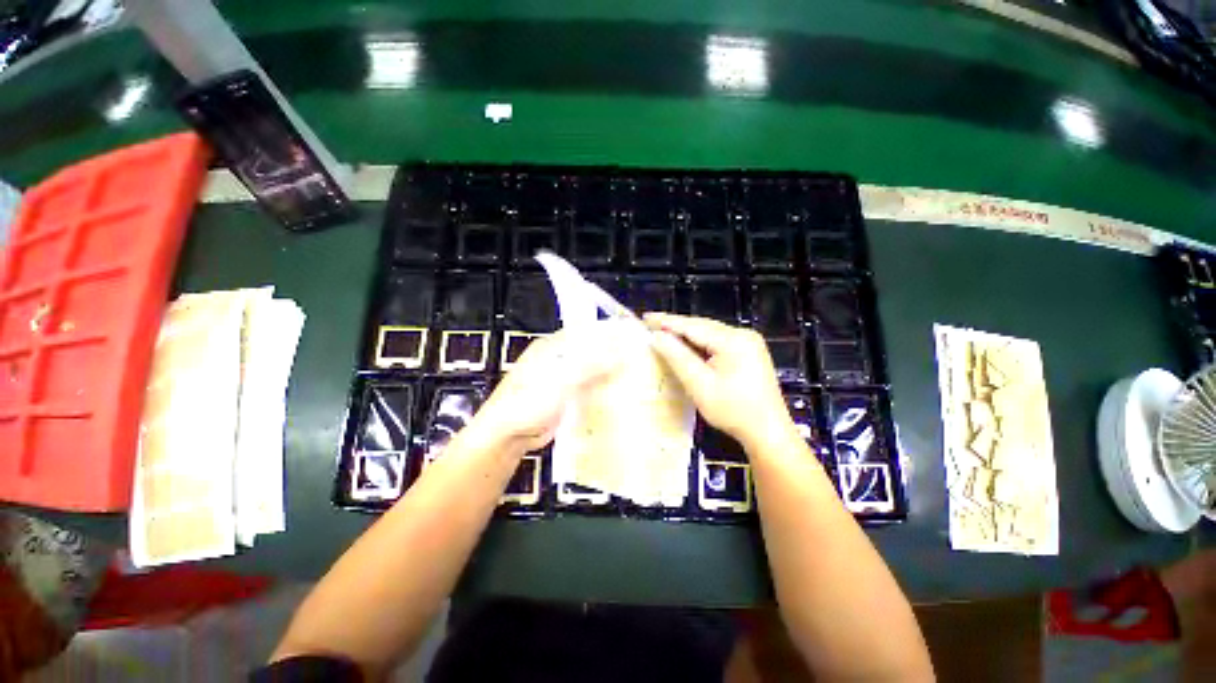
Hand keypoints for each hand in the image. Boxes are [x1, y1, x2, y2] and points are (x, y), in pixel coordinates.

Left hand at [472, 321, 633, 453]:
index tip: (634, 338)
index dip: (609, 333)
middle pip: (591, 351)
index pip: (587, 332)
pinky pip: (588, 388)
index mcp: (553, 346)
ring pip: (592, 370)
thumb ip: (592, 367)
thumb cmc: (529, 401)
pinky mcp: (566, 396)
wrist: (507, 435)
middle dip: (613, 354)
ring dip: (609, 372)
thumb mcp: (561, 381)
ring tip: (637, 374)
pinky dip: (602, 388)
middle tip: (640, 358)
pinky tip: (619, 392)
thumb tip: (622, 355)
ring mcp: (563, 378)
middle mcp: (559, 358)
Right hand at [645, 313, 795, 449]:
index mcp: (733, 340)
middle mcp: (743, 335)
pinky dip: (700, 343)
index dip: (667, 321)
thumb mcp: (700, 385)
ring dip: (687, 334)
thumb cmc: (733, 411)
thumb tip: (656, 336)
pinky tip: (687, 346)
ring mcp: (749, 343)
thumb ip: (677, 357)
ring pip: (710, 333)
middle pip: (702, 327)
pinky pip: (718, 341)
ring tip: (663, 333)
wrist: (768, 432)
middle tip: (650, 325)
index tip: (646, 317)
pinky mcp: (749, 352)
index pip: (693, 326)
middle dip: (676, 326)